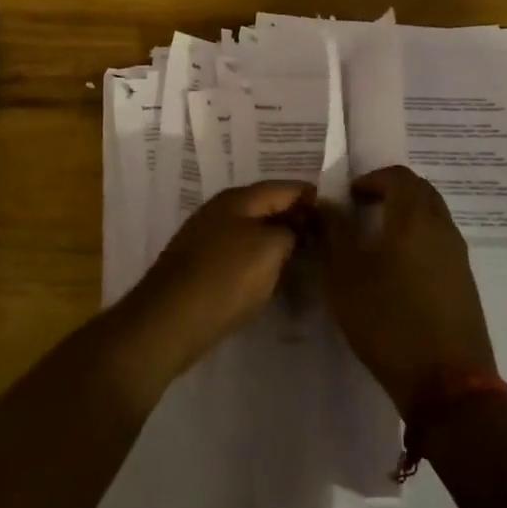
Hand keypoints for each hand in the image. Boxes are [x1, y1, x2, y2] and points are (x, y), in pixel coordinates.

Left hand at [119, 181, 312, 381]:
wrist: (170, 320)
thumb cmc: (225, 278)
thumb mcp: (270, 249)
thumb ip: (291, 231)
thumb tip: (297, 225)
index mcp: (238, 198)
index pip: (284, 187)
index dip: (311, 197)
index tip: (336, 214)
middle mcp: (220, 210)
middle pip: (266, 206)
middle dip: (295, 218)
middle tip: (325, 239)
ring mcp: (207, 237)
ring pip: (253, 230)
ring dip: (277, 240)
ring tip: (305, 257)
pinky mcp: (201, 265)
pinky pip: (240, 252)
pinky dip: (260, 259)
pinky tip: (273, 275)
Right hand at [319, 165, 496, 413]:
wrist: (447, 383)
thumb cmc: (388, 320)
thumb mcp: (345, 276)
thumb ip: (334, 233)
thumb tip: (326, 204)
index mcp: (413, 217)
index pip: (397, 176)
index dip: (372, 178)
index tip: (349, 196)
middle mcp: (442, 227)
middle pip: (420, 191)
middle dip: (391, 191)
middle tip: (363, 209)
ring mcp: (458, 256)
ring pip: (433, 216)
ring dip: (407, 215)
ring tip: (377, 239)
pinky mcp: (465, 283)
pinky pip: (440, 242)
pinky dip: (419, 239)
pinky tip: (398, 269)